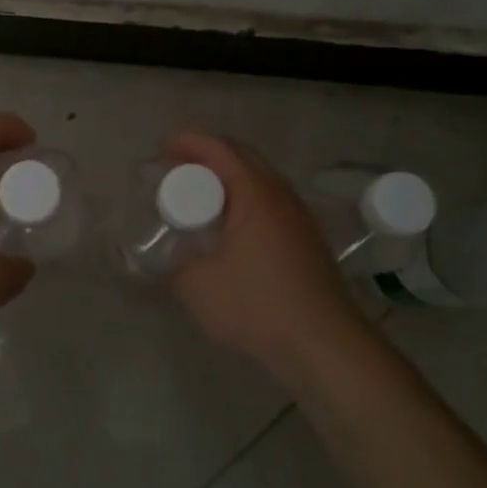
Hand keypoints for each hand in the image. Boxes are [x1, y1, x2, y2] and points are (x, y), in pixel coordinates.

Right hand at [162, 130, 362, 375]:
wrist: (325, 345)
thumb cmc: (259, 307)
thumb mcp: (198, 288)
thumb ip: (172, 267)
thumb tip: (161, 259)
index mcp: (255, 194)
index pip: (218, 148)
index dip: (187, 142)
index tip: (162, 151)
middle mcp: (281, 194)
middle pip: (241, 156)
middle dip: (206, 155)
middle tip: (176, 170)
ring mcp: (299, 215)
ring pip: (260, 178)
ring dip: (228, 177)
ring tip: (200, 197)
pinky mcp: (308, 237)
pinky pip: (270, 200)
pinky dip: (245, 198)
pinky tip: (231, 228)